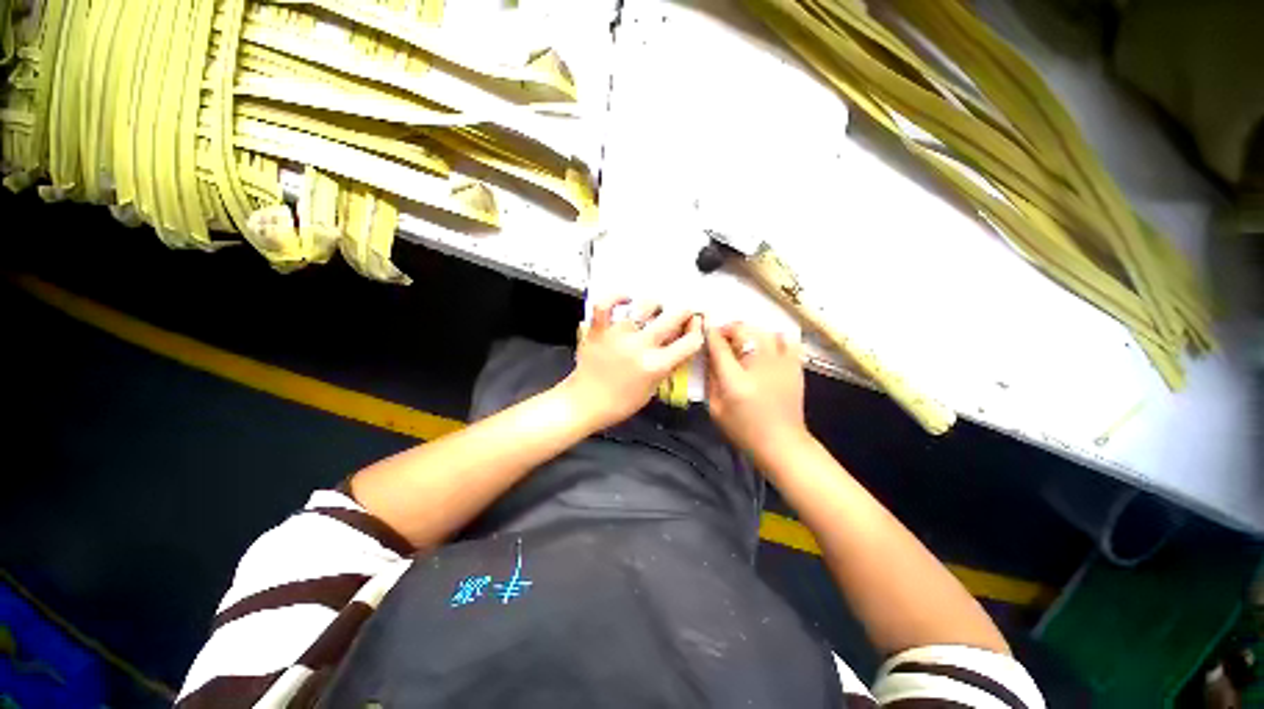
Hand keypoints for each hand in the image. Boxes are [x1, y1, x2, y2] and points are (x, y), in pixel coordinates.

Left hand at [561, 297, 703, 427]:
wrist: (585, 403)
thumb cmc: (618, 402)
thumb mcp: (652, 389)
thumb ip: (667, 367)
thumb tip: (678, 347)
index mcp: (656, 365)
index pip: (690, 342)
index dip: (697, 331)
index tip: (695, 326)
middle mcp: (640, 346)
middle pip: (673, 317)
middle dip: (684, 312)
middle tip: (681, 313)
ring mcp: (619, 335)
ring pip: (645, 305)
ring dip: (654, 306)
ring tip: (653, 311)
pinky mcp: (599, 329)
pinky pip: (605, 304)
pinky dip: (615, 297)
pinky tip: (625, 299)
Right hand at [705, 323, 806, 461]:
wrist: (782, 445)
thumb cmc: (744, 431)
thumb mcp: (716, 409)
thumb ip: (711, 379)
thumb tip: (710, 356)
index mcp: (736, 382)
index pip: (719, 346)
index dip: (710, 334)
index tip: (705, 331)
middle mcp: (760, 368)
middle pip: (743, 331)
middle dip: (729, 328)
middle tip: (723, 336)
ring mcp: (781, 366)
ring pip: (765, 331)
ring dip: (750, 332)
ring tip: (744, 341)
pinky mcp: (795, 368)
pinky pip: (788, 341)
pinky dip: (775, 338)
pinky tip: (767, 347)